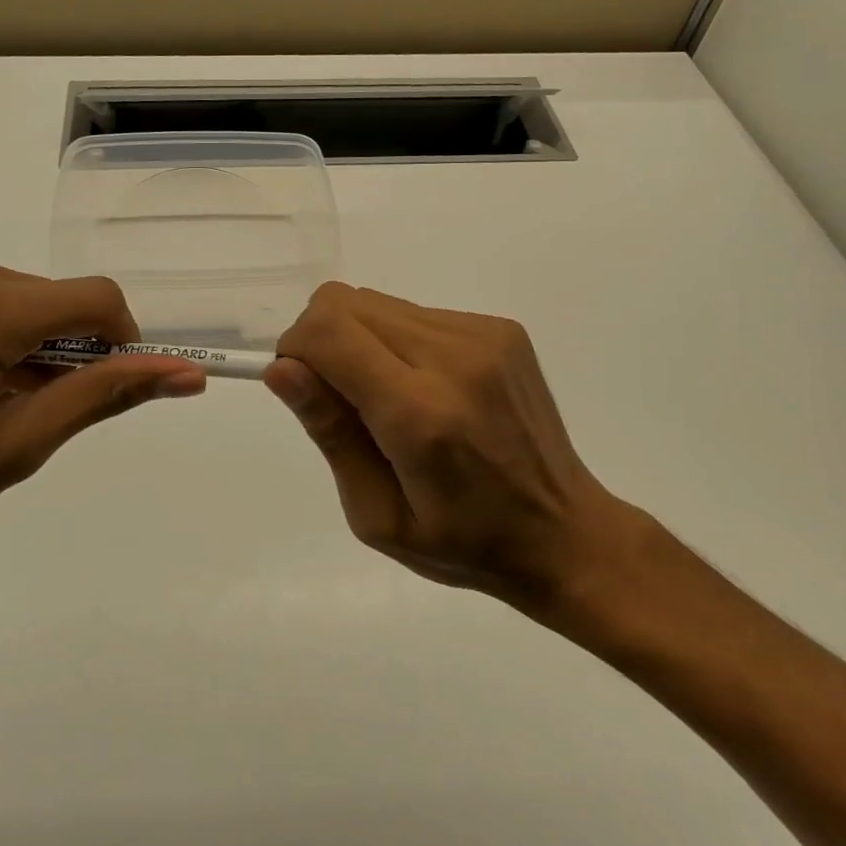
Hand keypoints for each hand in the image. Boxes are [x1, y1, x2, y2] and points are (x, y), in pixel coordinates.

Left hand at [0, 248, 206, 578]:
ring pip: (16, 294)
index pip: (97, 300)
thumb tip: (184, 373)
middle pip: (53, 298)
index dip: (120, 345)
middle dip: (61, 351)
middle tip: (22, 414)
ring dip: (23, 342)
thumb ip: (102, 397)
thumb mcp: (12, 449)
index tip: (96, 393)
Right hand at [265, 283, 651, 617]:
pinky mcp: (501, 329)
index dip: (295, 348)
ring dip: (360, 341)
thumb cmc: (462, 543)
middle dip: (320, 340)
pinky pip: (415, 313)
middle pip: (345, 303)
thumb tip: (281, 368)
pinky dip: (397, 342)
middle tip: (339, 400)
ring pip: (377, 303)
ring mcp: (484, 336)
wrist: (564, 532)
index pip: (329, 331)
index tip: (300, 388)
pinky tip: (427, 391)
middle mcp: (455, 357)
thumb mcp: (376, 514)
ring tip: (388, 401)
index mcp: (420, 414)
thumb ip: (329, 432)